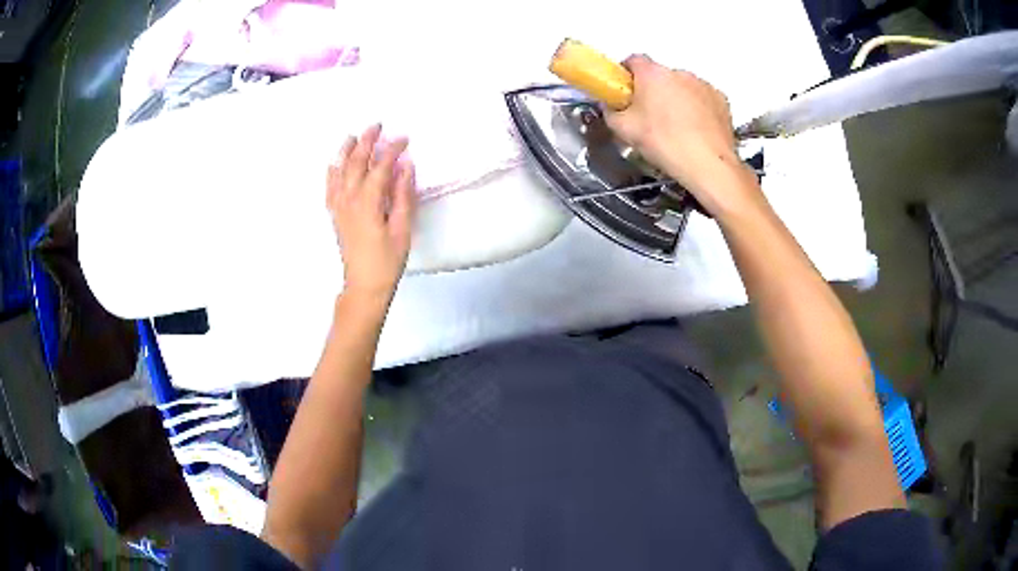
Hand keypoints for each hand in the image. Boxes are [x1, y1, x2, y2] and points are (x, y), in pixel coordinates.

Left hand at [327, 124, 416, 301]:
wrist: (364, 285)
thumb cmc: (387, 260)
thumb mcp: (402, 228)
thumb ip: (403, 195)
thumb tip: (405, 166)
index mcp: (368, 203)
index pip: (380, 167)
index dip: (392, 150)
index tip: (404, 139)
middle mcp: (349, 200)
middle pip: (356, 163)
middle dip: (366, 142)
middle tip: (377, 126)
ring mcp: (339, 207)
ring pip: (339, 172)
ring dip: (346, 152)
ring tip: (352, 136)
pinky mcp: (335, 215)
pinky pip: (330, 187)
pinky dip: (331, 172)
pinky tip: (334, 163)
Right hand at [605, 55, 762, 219]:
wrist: (708, 164)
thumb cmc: (665, 143)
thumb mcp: (624, 130)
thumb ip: (611, 112)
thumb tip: (611, 107)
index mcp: (652, 74)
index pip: (633, 60)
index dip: (626, 75)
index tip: (625, 91)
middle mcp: (679, 72)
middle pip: (660, 76)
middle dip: (653, 90)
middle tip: (648, 116)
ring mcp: (702, 84)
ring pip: (682, 87)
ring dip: (676, 99)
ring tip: (674, 127)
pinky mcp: (720, 100)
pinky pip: (702, 99)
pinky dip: (697, 109)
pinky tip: (694, 130)